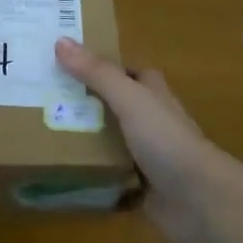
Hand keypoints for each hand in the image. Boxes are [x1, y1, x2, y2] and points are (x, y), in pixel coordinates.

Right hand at [55, 37, 241, 242]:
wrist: (201, 202)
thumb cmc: (167, 140)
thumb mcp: (129, 99)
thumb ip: (97, 73)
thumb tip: (60, 40)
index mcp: (152, 94)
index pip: (125, 71)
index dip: (100, 64)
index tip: (64, 60)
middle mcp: (150, 121)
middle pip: (112, 105)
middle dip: (83, 102)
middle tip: (42, 97)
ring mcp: (146, 156)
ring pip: (109, 141)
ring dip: (83, 139)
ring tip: (41, 132)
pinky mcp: (140, 187)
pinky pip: (108, 176)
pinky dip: (90, 174)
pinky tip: (61, 172)